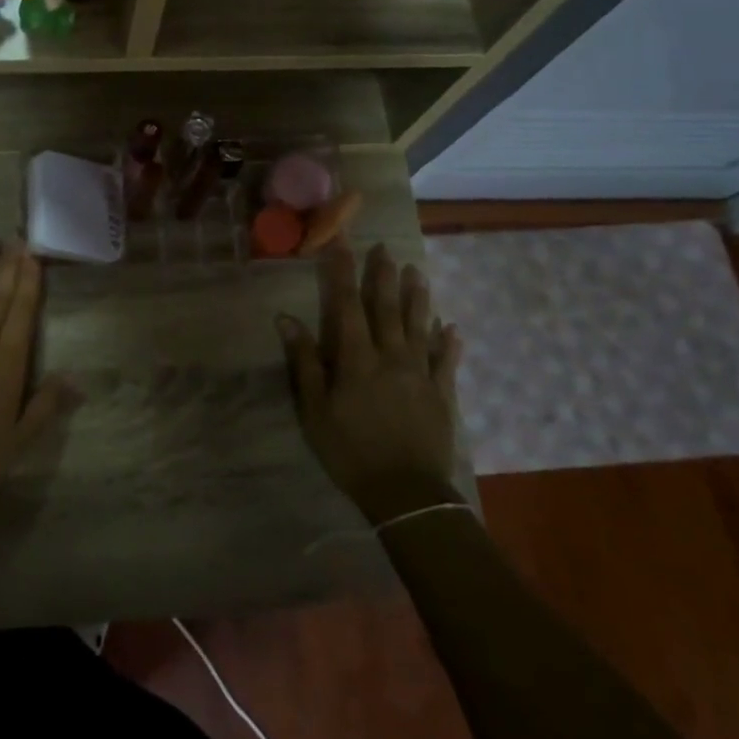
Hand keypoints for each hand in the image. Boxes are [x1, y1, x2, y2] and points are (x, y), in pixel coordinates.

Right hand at [276, 241, 464, 523]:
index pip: (347, 305)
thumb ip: (305, 363)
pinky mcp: (442, 394)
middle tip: (384, 248)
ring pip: (419, 326)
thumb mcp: (314, 411)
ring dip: (417, 298)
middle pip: (386, 308)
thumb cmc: (351, 451)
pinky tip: (451, 327)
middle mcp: (391, 357)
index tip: (340, 244)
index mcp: (357, 359)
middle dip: (383, 276)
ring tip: (417, 271)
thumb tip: (287, 320)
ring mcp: (420, 374)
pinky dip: (448, 343)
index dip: (342, 273)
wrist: (406, 493)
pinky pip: (445, 361)